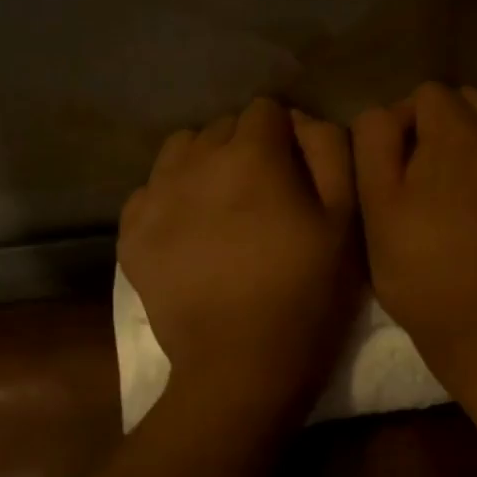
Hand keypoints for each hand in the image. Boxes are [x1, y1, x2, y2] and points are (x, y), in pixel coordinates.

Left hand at [120, 98, 359, 420]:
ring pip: (180, 151)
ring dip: (203, 164)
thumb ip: (329, 151)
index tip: (294, 171)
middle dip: (244, 148)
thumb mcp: (345, 221)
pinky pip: (149, 190)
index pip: (266, 110)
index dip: (285, 137)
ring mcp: (155, 196)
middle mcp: (195, 161)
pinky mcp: (131, 232)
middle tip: (262, 196)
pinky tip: (188, 233)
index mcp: (251, 154)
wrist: (240, 366)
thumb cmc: (306, 295)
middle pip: (221, 128)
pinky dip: (170, 199)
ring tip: (220, 206)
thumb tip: (300, 120)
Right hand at [353, 83, 476, 386]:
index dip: (406, 127)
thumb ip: (375, 142)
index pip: (426, 96)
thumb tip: (392, 112)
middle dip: (446, 126)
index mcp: (460, 135)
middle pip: (469, 99)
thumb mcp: (377, 210)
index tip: (401, 168)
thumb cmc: (424, 277)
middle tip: (434, 176)